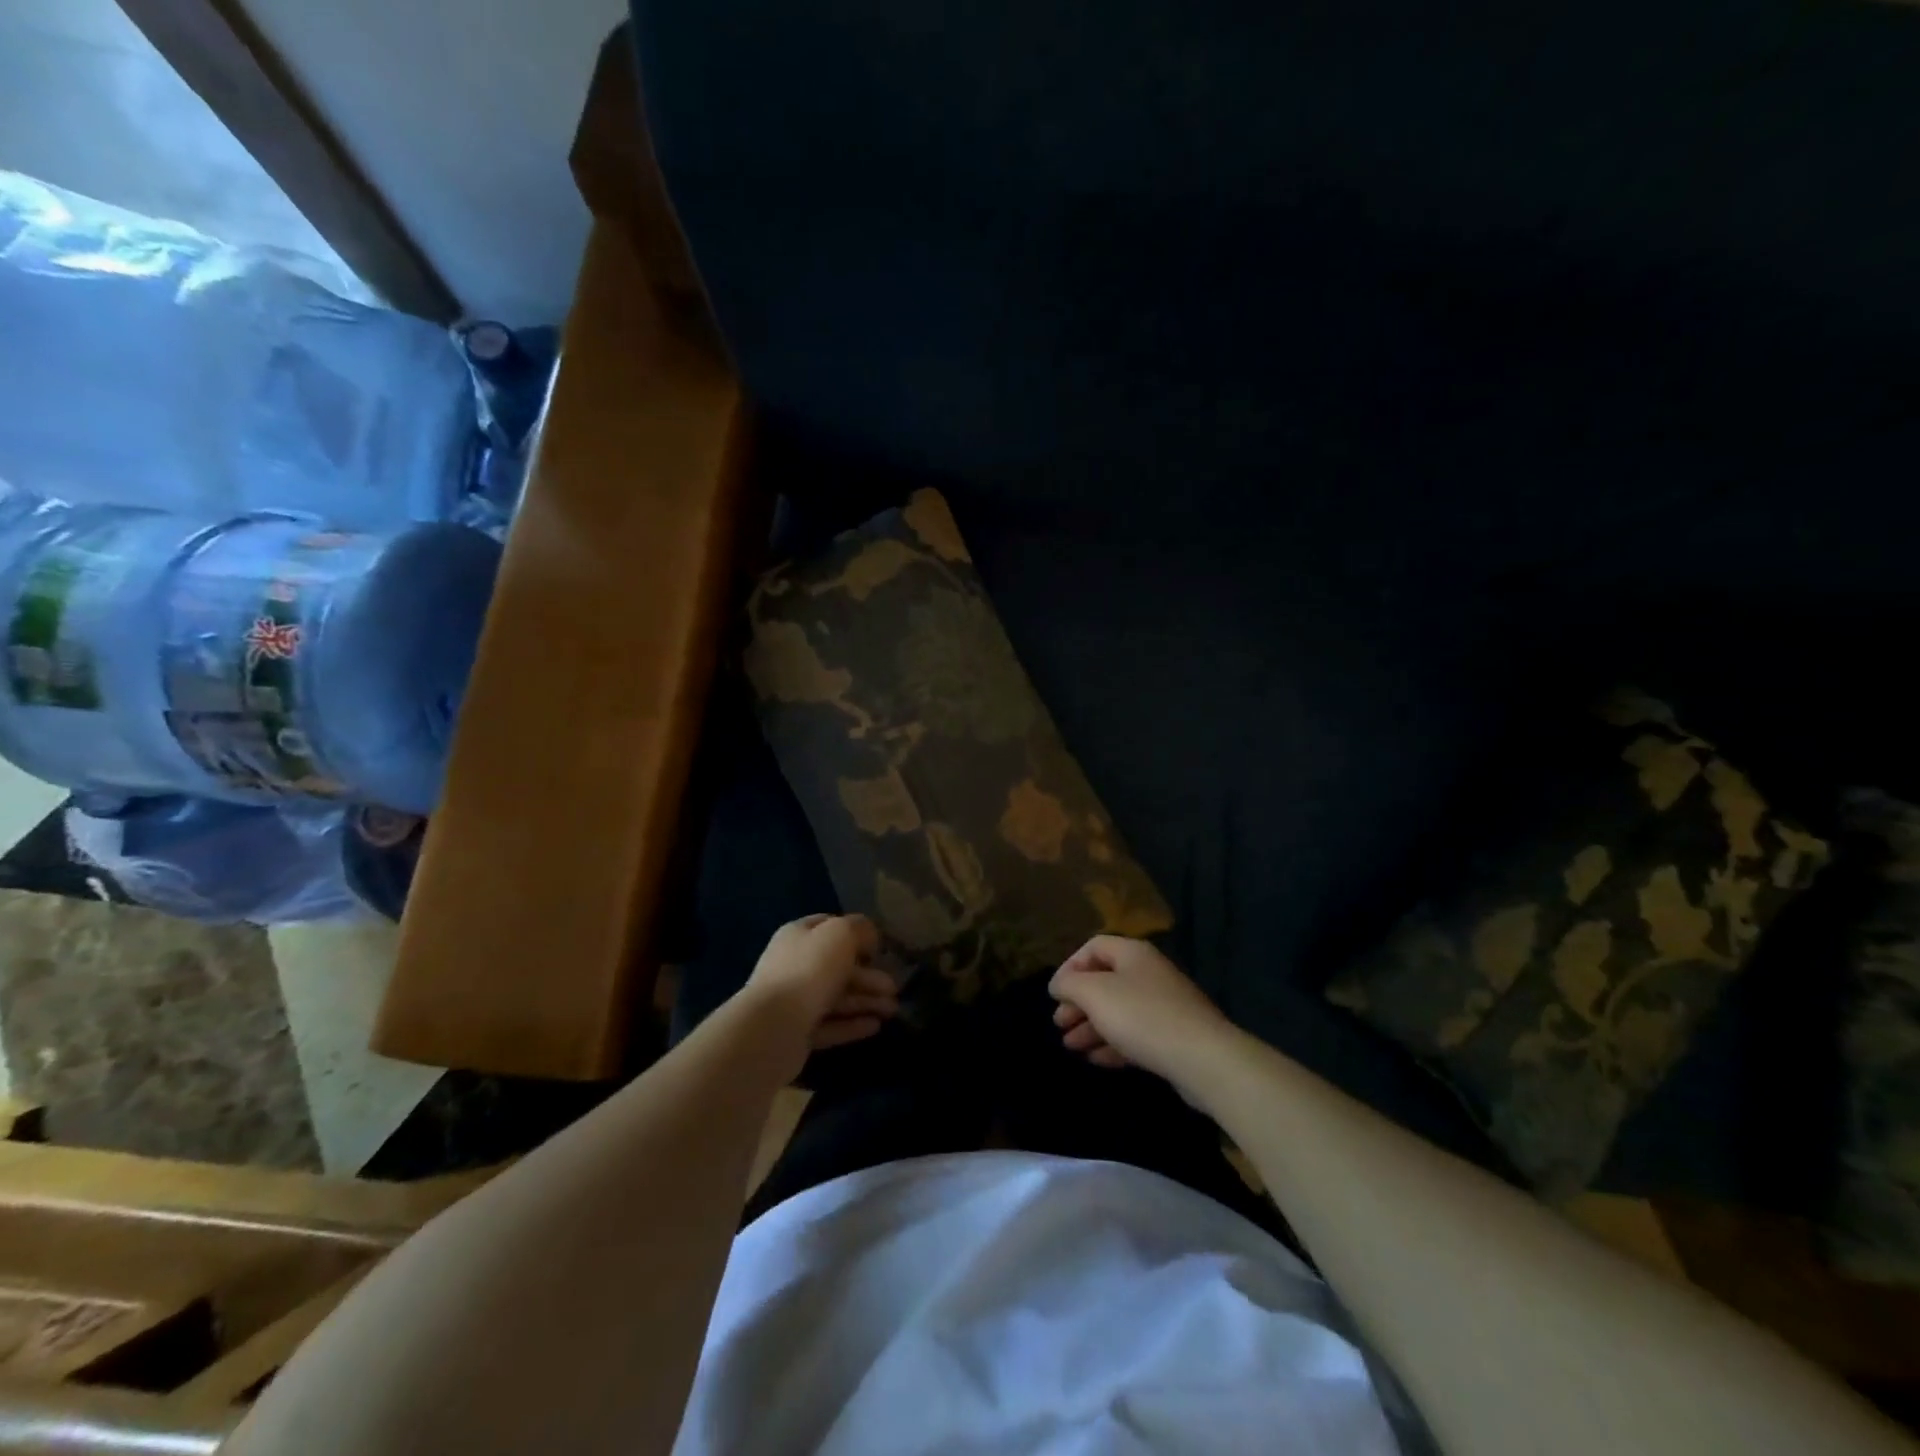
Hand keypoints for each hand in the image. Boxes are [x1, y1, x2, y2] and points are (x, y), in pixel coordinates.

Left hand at [742, 914, 898, 1053]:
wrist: (773, 1027)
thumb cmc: (809, 970)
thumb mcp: (840, 934)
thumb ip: (859, 928)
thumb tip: (868, 936)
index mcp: (798, 935)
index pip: (829, 926)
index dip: (855, 933)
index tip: (879, 947)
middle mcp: (794, 964)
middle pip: (837, 966)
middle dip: (869, 976)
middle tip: (895, 987)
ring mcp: (794, 1001)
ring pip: (837, 997)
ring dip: (866, 1000)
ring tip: (893, 1010)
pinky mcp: (797, 1033)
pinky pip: (830, 1025)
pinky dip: (852, 1024)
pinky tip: (876, 1026)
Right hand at [1049, 936, 1235, 1085]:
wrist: (1203, 1059)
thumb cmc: (1141, 1016)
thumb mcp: (1094, 994)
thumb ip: (1070, 984)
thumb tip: (1059, 984)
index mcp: (1132, 953)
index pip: (1093, 947)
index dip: (1070, 966)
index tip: (1055, 994)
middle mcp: (1149, 973)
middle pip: (1105, 981)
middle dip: (1078, 1003)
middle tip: (1059, 1024)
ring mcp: (1164, 1006)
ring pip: (1118, 1011)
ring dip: (1091, 1027)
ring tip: (1070, 1046)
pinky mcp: (1173, 1037)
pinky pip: (1135, 1035)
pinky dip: (1113, 1044)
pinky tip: (1096, 1060)